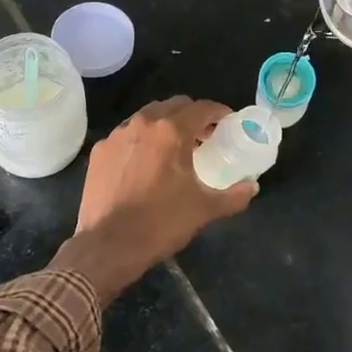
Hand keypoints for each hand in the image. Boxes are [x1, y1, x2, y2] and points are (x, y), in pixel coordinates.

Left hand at [50, 97, 256, 300]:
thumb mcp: (204, 210)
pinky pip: (127, 135)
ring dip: (165, 124)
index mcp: (171, 131)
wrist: (107, 245)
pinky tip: (145, 162)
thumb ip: (233, 196)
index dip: (219, 112)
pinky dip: (141, 140)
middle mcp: (143, 124)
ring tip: (174, 147)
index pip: (202, 108)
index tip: (228, 123)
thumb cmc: (160, 223)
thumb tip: (252, 187)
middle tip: (204, 136)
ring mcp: (117, 136)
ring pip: (147, 117)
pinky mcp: (100, 151)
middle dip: (192, 115)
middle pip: (174, 106)